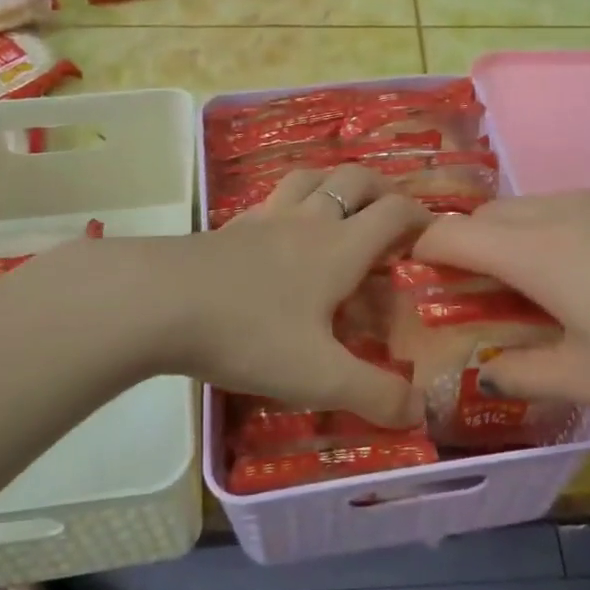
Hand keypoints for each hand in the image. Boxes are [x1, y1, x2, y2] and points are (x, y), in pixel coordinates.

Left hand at [155, 165, 428, 426]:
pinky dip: (290, 200)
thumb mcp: (319, 376)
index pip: (393, 212)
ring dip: (334, 181)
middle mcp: (308, 221)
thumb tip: (419, 412)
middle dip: (381, 188)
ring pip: (310, 177)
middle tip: (392, 210)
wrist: (157, 303)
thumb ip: (375, 394)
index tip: (432, 232)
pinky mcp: (229, 228)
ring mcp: (264, 219)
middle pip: (354, 181)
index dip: (420, 215)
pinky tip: (279, 226)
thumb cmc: (249, 334)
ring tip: (341, 201)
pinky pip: (271, 199)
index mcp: (339, 248)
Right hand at [411, 192, 589, 420]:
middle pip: (486, 215)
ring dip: (508, 239)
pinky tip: (584, 277)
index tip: (414, 283)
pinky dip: (547, 233)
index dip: (421, 253)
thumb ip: (525, 373)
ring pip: (528, 208)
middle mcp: (558, 210)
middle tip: (471, 299)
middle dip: (464, 248)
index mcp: (534, 250)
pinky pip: (567, 209)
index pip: (450, 235)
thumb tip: (488, 369)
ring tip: (527, 291)